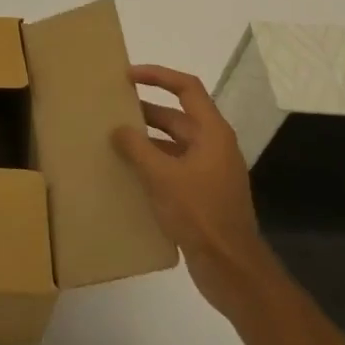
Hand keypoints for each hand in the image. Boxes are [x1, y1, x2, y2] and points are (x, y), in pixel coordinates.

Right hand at [113, 63, 275, 318]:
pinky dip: (152, 163)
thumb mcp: (162, 176)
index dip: (158, 76)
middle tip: (113, 108)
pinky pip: (173, 167)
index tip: (128, 76)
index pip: (187, 88)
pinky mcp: (202, 195)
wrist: (231, 268)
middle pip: (178, 116)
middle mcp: (214, 146)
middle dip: (146, 111)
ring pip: (174, 144)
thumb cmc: (199, 213)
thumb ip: (137, 148)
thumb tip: (119, 129)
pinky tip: (128, 173)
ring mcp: (210, 172)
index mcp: (212, 133)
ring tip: (114, 139)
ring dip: (147, 140)